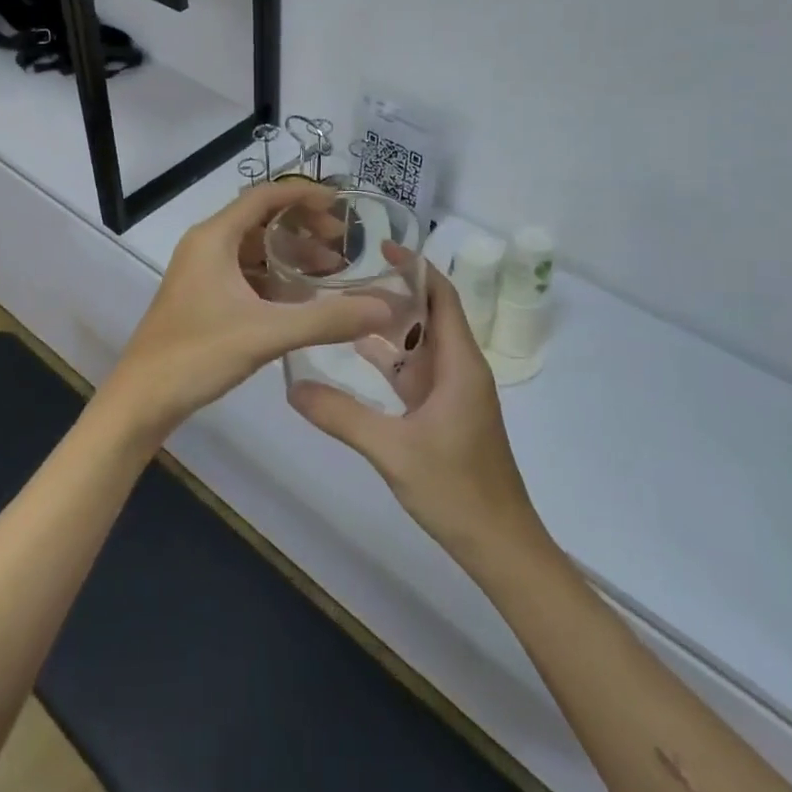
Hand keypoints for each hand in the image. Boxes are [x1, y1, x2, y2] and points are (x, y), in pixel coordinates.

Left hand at [102, 183, 392, 442]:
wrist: (142, 398)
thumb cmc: (198, 354)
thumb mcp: (268, 333)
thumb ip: (327, 320)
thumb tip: (384, 308)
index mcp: (214, 238)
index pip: (265, 197)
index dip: (305, 196)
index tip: (343, 206)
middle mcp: (206, 246)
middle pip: (261, 220)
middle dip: (304, 228)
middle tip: (342, 245)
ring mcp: (201, 273)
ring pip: (254, 250)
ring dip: (291, 256)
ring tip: (331, 273)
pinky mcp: (202, 297)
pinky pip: (245, 274)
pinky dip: (274, 279)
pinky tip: (301, 301)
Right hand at [289, 260, 542, 564]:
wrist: (499, 544)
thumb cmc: (456, 489)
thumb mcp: (392, 450)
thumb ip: (341, 416)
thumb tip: (292, 387)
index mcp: (459, 364)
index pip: (442, 297)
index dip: (416, 268)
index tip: (380, 247)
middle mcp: (460, 369)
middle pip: (428, 315)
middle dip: (391, 294)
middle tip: (344, 279)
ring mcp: (453, 393)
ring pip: (419, 345)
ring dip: (388, 327)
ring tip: (343, 307)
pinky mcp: (445, 414)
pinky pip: (415, 373)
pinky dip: (390, 360)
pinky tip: (357, 355)